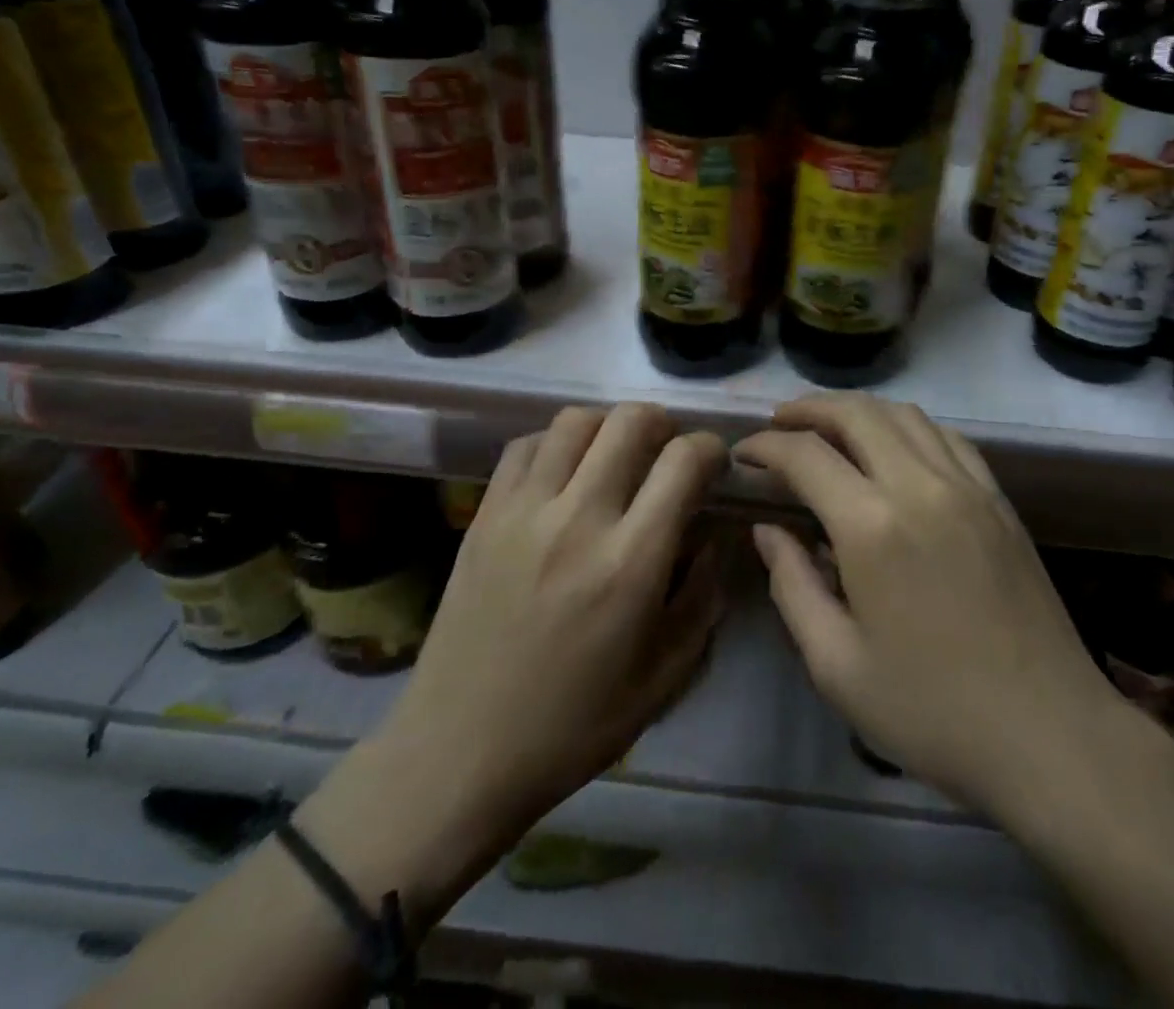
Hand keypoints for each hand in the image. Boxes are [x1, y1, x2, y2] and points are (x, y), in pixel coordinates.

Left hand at [297, 404, 726, 920]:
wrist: (459, 753)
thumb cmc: (573, 725)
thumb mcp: (664, 676)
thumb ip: (702, 597)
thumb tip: (712, 536)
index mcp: (630, 562)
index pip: (683, 461)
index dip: (710, 448)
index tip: (714, 464)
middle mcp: (578, 519)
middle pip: (630, 421)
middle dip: (663, 424)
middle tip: (668, 453)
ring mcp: (523, 511)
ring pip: (576, 421)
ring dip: (609, 427)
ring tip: (615, 458)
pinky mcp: (483, 515)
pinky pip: (525, 445)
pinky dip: (556, 443)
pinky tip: (564, 474)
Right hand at [737, 395, 1129, 824]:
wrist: (1050, 735)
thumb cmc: (932, 712)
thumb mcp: (837, 665)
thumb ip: (792, 586)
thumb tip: (768, 530)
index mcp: (872, 526)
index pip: (806, 455)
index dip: (766, 447)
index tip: (742, 454)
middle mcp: (920, 486)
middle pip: (856, 413)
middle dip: (808, 409)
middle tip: (777, 425)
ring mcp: (967, 486)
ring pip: (904, 414)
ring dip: (858, 411)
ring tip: (828, 428)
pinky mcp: (999, 500)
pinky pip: (947, 437)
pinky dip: (909, 426)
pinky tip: (895, 448)